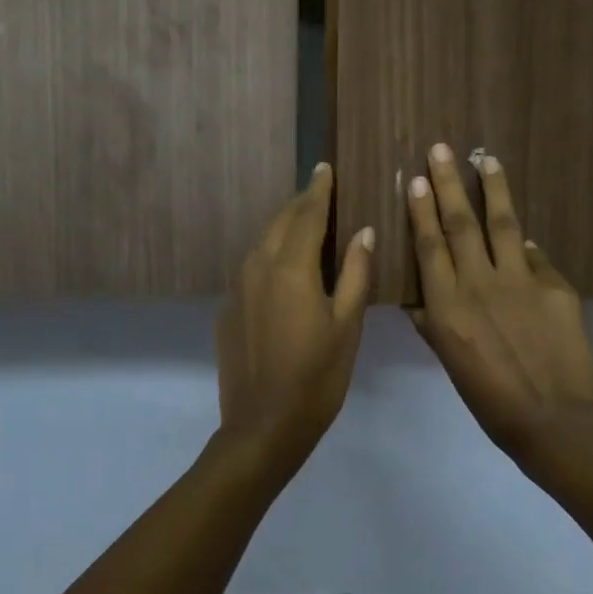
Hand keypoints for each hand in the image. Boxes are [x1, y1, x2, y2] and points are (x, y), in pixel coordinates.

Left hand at [217, 163, 374, 466]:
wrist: (262, 426)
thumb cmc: (317, 377)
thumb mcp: (347, 325)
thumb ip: (356, 274)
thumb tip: (364, 231)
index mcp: (290, 268)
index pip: (306, 214)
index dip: (318, 189)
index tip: (325, 167)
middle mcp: (258, 267)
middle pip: (280, 222)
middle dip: (301, 204)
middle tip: (320, 192)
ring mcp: (238, 289)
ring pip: (262, 243)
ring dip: (284, 227)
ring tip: (305, 224)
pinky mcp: (228, 310)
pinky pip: (251, 267)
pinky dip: (270, 255)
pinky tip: (284, 268)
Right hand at [407, 145, 592, 463]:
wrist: (552, 421)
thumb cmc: (489, 400)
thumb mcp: (450, 362)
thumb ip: (434, 323)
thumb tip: (425, 295)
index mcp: (447, 306)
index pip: (430, 245)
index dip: (421, 209)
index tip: (415, 178)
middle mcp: (479, 284)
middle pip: (461, 223)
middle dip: (448, 182)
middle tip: (442, 149)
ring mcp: (521, 281)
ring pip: (502, 224)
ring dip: (492, 188)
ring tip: (486, 159)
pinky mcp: (556, 286)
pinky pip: (535, 257)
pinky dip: (524, 244)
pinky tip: (520, 234)